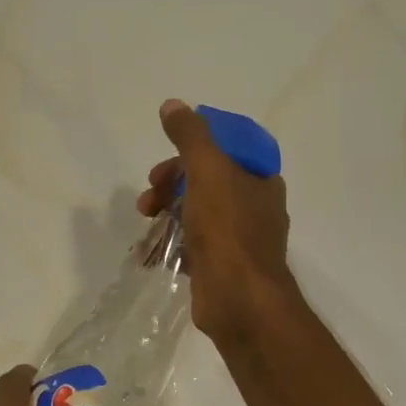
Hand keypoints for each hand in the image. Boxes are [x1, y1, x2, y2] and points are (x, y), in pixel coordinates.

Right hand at [137, 98, 294, 342]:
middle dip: (172, 182)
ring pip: (197, 212)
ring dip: (166, 211)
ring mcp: (239, 240)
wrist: (240, 300)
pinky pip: (192, 244)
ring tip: (145, 221)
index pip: (226, 151)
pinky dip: (171, 242)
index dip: (194, 149)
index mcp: (260, 180)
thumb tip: (173, 104)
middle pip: (207, 181)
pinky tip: (151, 249)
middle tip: (149, 194)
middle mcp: (255, 207)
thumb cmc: (228, 230)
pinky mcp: (222, 267)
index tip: (168, 158)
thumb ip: (190, 136)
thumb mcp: (207, 171)